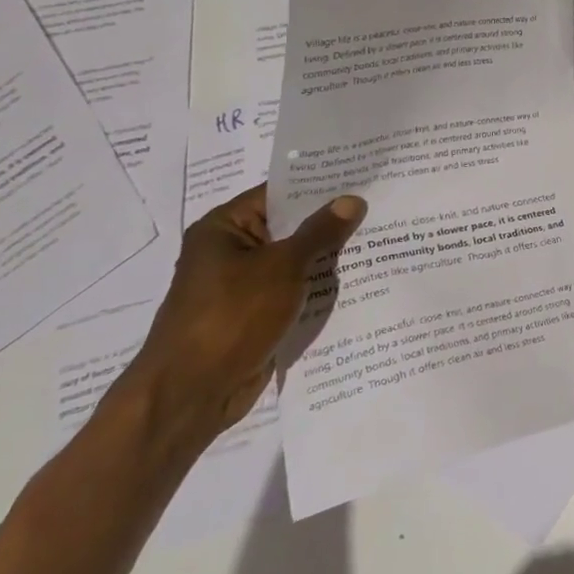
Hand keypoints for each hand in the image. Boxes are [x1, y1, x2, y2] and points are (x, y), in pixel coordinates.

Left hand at [121, 184, 365, 447]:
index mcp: (224, 228)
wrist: (190, 395)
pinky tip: (361, 280)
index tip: (363, 177)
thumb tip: (352, 200)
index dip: (320, 186)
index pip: (279, 194)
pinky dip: (320, 287)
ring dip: (330, 257)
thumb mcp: (282, 267)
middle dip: (332, 222)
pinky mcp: (256, 316)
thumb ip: (320, 232)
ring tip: (382, 238)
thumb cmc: (231, 317)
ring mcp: (243, 286)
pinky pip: (295, 291)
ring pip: (296, 261)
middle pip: (290, 227)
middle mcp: (231, 251)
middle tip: (381, 206)